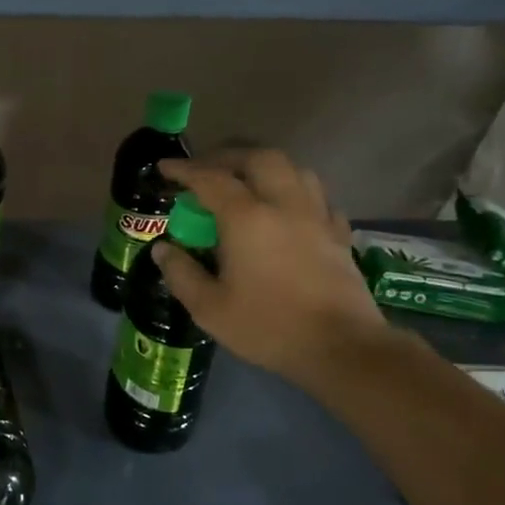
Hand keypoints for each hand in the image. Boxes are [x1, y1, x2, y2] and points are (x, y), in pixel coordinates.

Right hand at [153, 149, 392, 383]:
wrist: (342, 348)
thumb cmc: (268, 326)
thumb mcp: (209, 308)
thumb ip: (181, 273)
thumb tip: (162, 248)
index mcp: (246, 218)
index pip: (209, 178)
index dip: (184, 170)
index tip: (165, 168)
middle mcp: (283, 204)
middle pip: (258, 158)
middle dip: (228, 157)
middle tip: (207, 170)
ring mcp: (316, 216)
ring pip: (294, 169)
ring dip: (265, 167)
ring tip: (248, 182)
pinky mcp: (339, 234)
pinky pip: (317, 197)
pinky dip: (296, 192)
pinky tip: (288, 209)